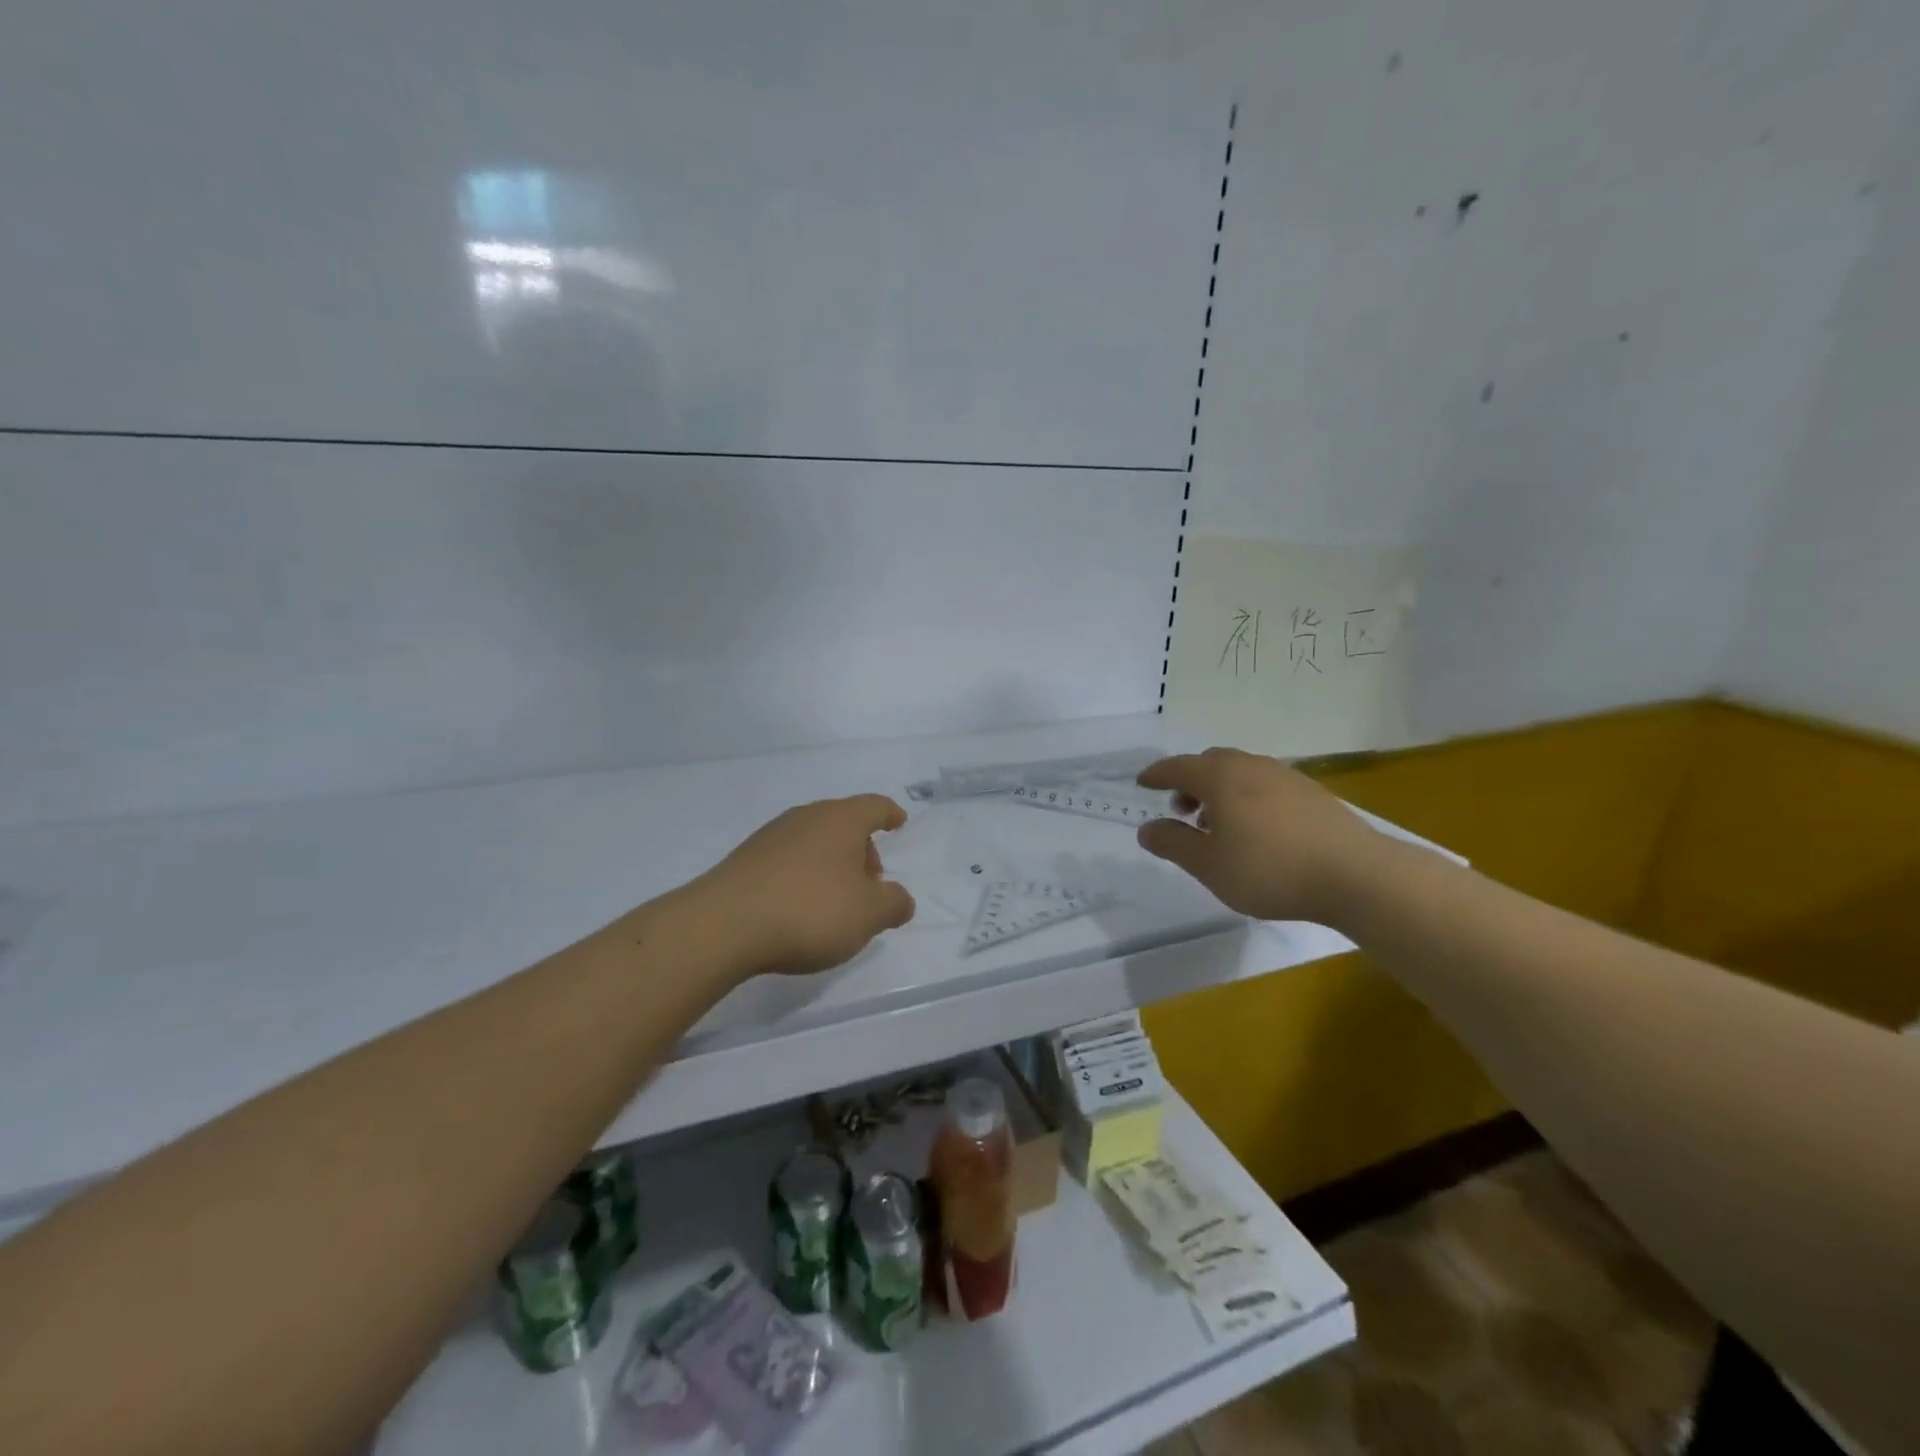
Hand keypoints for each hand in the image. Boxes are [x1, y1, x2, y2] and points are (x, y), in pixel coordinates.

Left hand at [691, 795, 916, 976]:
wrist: (722, 926)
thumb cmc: (809, 911)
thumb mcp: (868, 915)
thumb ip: (894, 904)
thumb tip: (901, 899)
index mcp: (840, 820)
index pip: (874, 806)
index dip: (890, 814)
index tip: (898, 823)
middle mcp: (806, 817)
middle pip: (843, 822)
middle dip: (862, 848)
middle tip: (871, 882)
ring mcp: (771, 836)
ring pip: (814, 840)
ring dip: (831, 863)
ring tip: (836, 900)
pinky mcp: (745, 859)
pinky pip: (788, 858)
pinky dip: (803, 874)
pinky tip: (800, 906)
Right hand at [1134, 748, 1385, 923]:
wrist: (1356, 875)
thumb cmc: (1269, 869)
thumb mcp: (1209, 865)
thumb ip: (1173, 843)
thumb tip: (1147, 828)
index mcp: (1220, 777)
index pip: (1178, 767)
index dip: (1157, 775)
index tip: (1142, 783)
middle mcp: (1251, 766)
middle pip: (1210, 763)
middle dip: (1190, 782)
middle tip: (1181, 809)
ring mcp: (1286, 777)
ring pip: (1240, 773)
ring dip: (1220, 790)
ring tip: (1218, 824)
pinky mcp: (1312, 793)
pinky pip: (1265, 785)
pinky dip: (1247, 797)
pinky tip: (1256, 829)